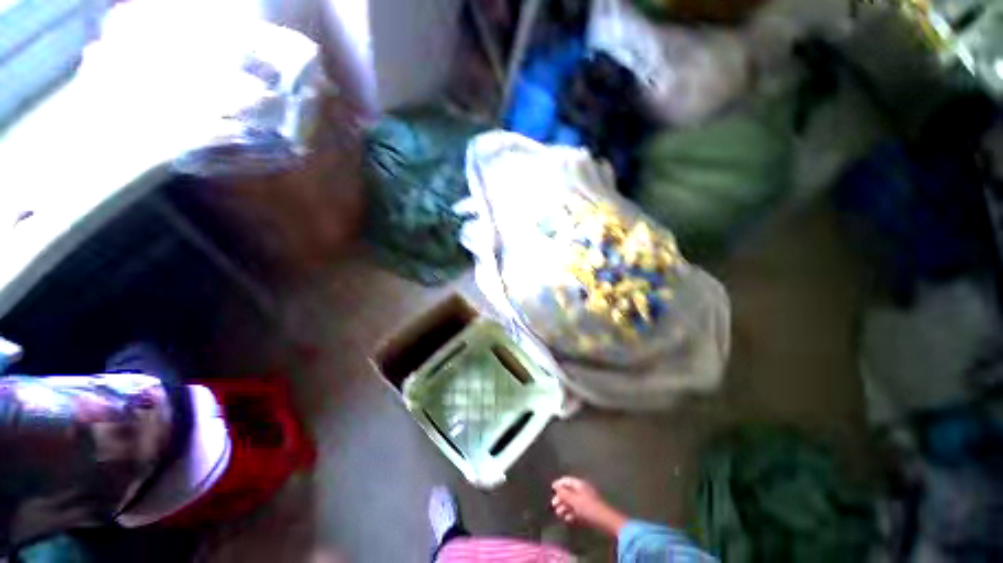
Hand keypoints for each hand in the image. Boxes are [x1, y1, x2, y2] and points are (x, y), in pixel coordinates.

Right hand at [551, 476, 627, 536]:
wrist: (605, 521)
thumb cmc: (589, 508)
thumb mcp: (574, 500)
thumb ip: (563, 493)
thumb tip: (555, 485)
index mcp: (580, 484)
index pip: (567, 480)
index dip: (559, 484)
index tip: (551, 489)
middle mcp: (582, 490)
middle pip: (569, 491)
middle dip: (561, 498)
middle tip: (554, 506)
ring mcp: (586, 501)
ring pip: (573, 502)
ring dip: (565, 507)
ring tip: (559, 514)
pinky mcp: (589, 511)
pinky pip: (578, 510)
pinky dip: (572, 514)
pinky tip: (568, 519)